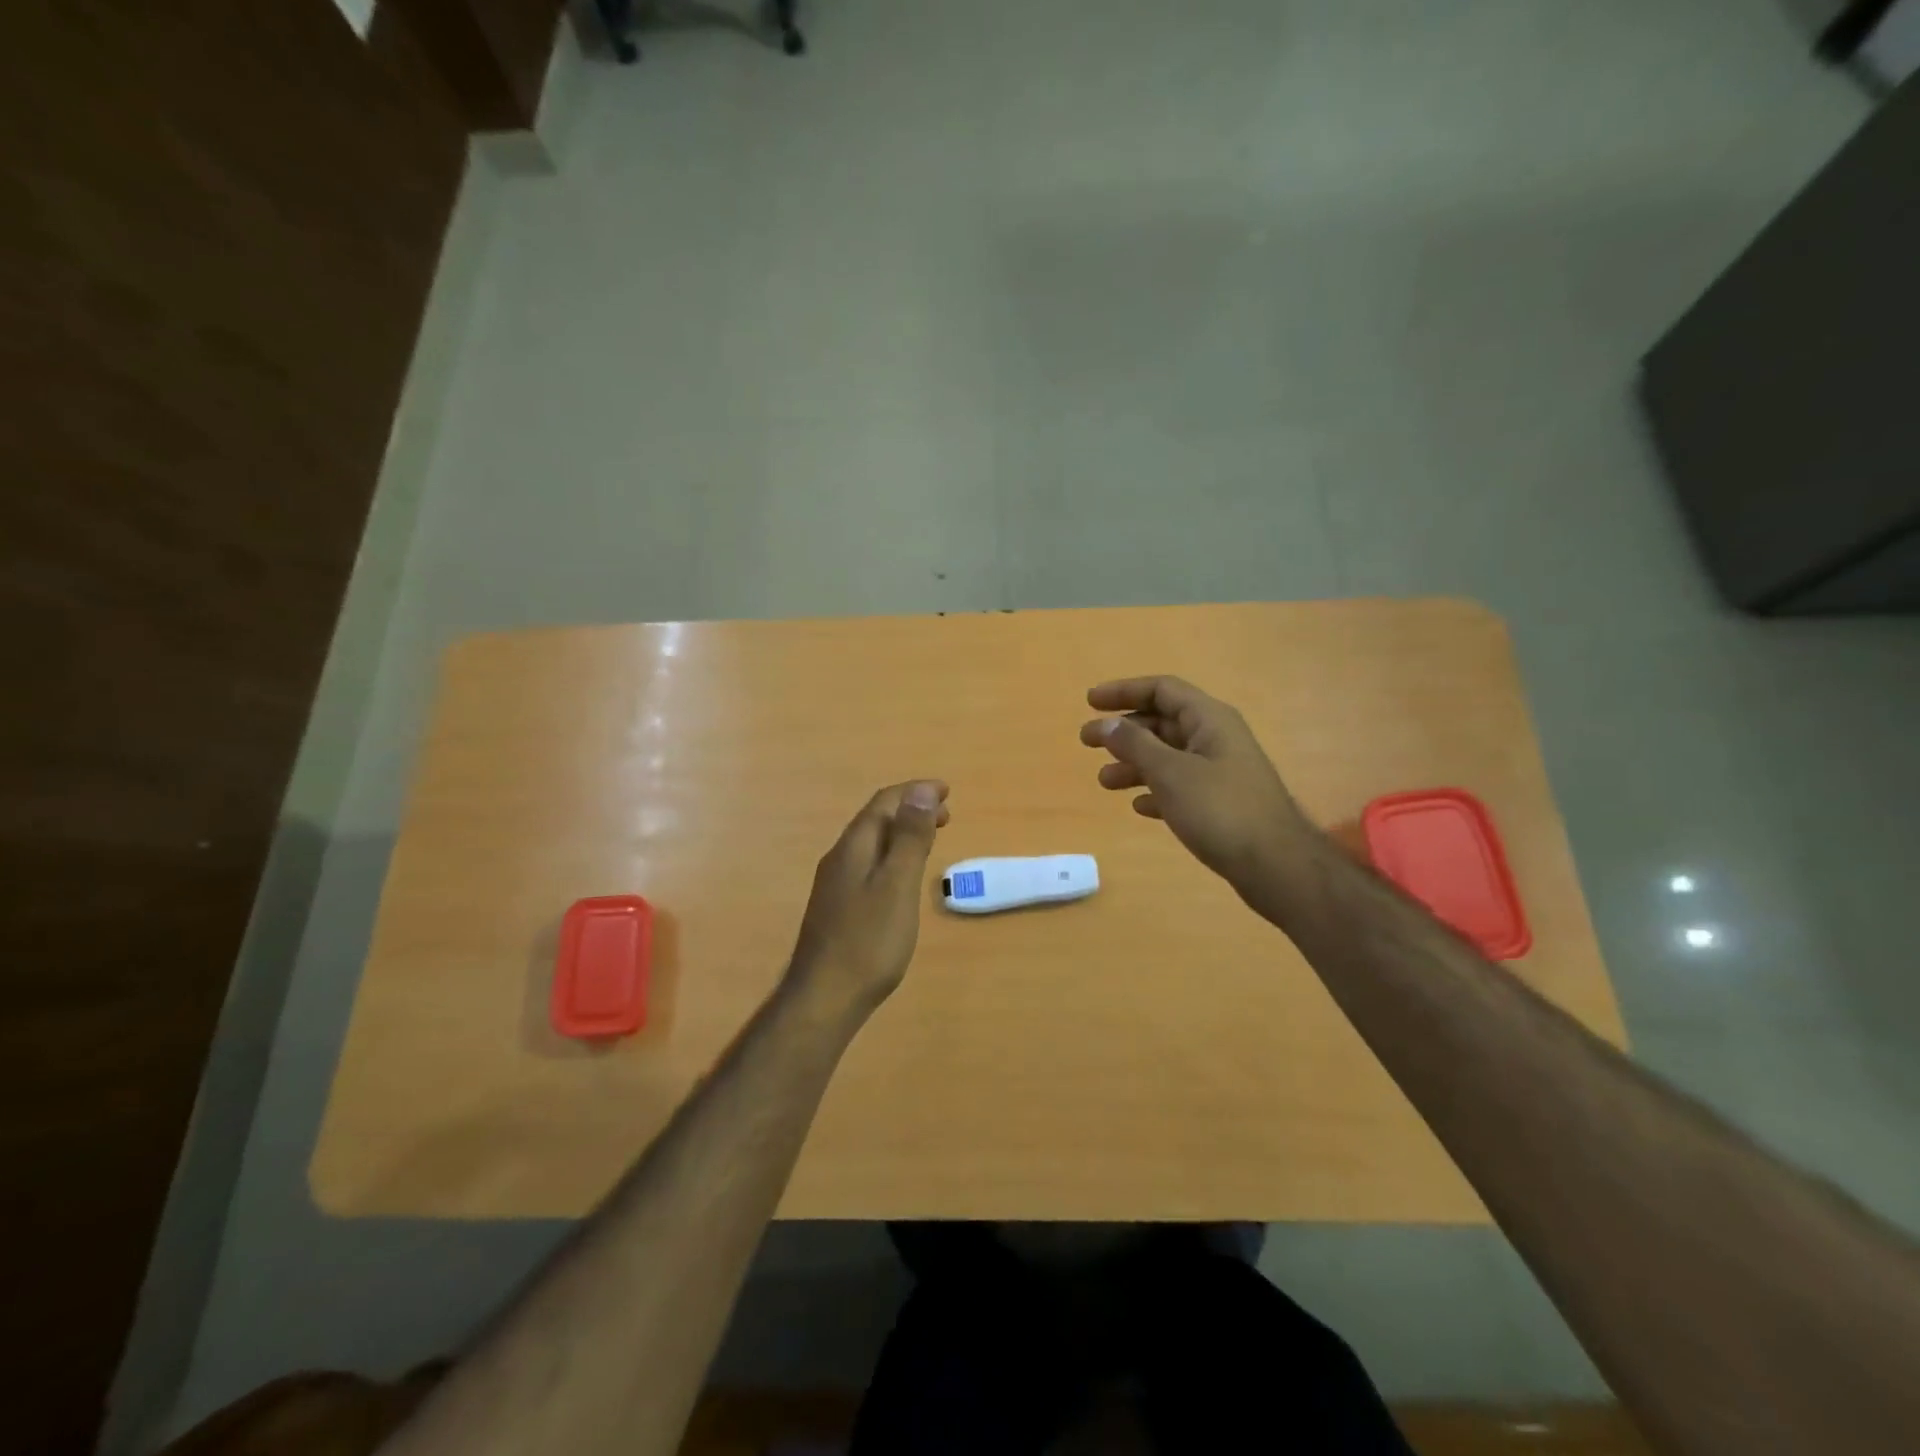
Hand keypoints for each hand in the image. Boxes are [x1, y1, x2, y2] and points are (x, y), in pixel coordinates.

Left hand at [787, 781, 948, 1013]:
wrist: (824, 998)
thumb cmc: (869, 940)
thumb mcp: (898, 884)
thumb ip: (910, 837)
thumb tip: (922, 791)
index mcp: (854, 847)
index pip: (884, 803)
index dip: (916, 792)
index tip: (948, 791)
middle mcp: (840, 858)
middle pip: (876, 820)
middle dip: (911, 810)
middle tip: (947, 815)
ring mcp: (835, 884)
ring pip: (872, 843)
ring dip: (902, 833)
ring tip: (930, 838)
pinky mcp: (838, 907)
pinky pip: (869, 864)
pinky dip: (893, 856)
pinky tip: (902, 876)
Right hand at [1080, 676, 1319, 899]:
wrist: (1275, 865)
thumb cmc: (1220, 809)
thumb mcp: (1170, 772)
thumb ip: (1134, 744)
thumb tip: (1106, 723)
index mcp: (1209, 719)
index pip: (1162, 690)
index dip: (1124, 691)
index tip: (1090, 702)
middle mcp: (1216, 738)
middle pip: (1162, 723)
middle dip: (1123, 731)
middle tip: (1086, 742)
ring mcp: (1221, 771)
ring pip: (1168, 756)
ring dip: (1134, 764)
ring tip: (1105, 782)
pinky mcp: (1221, 802)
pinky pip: (1180, 786)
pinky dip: (1156, 790)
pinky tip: (1139, 807)